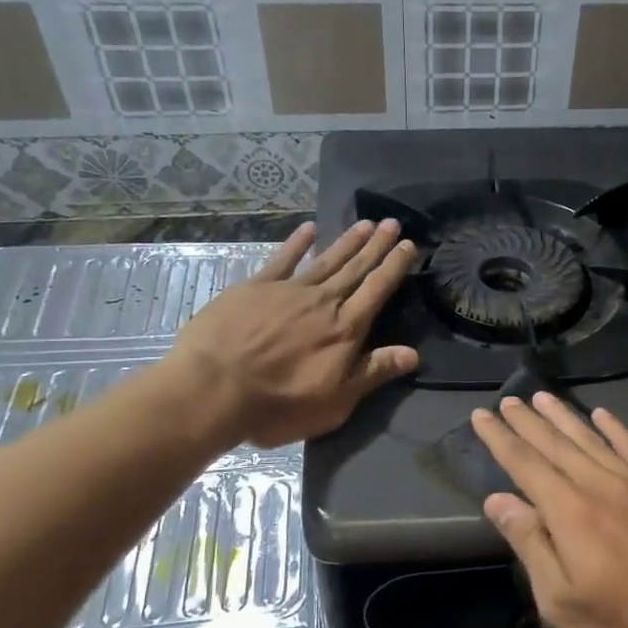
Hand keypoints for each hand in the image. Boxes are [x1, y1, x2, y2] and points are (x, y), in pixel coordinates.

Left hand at [166, 219, 418, 446]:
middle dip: (376, 246)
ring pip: (326, 260)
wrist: (213, 388)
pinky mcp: (255, 287)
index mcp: (345, 329)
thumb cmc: (279, 404)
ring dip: (347, 241)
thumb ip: (373, 373)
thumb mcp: (336, 402)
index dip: (394, 266)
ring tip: (365, 223)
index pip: (377, 290)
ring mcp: (288, 290)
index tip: (409, 245)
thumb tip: (413, 354)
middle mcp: (323, 302)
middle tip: (393, 223)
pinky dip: (297, 243)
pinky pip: (282, 259)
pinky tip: (309, 229)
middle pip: (355, 269)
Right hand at [471, 393, 627, 627]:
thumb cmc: (625, 627)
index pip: (525, 464)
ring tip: (543, 397)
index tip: (481, 415)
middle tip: (509, 400)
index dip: (501, 438)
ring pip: (593, 440)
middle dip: (528, 421)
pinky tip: (603, 415)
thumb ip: (530, 543)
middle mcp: (602, 486)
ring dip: (565, 417)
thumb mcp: (561, 600)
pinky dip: (616, 429)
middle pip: (557, 445)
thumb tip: (498, 499)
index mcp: (570, 512)